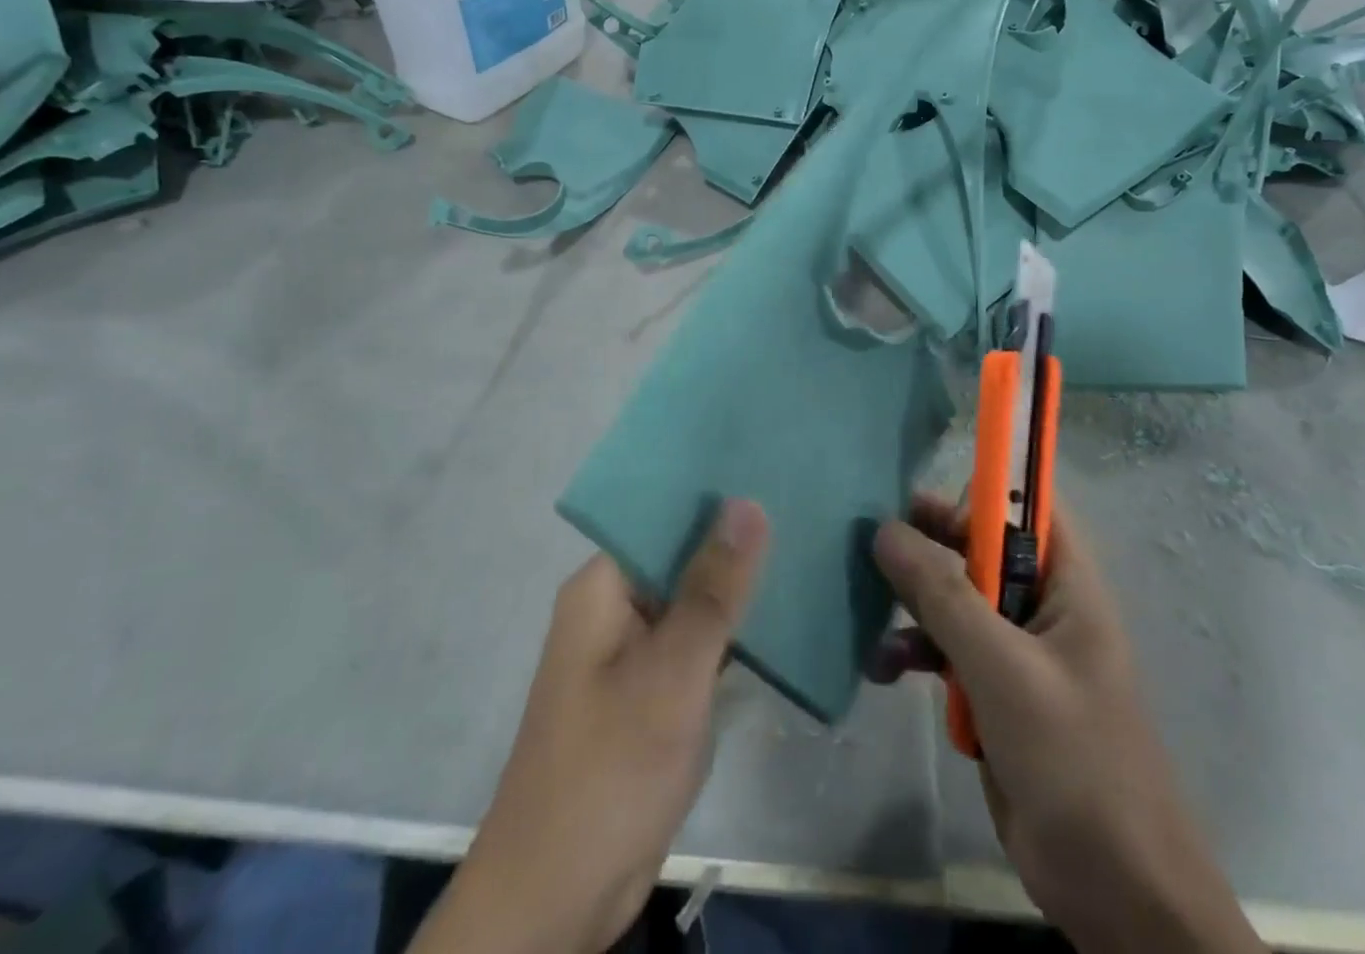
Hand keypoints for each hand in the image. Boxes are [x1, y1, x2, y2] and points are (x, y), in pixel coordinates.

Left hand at [412, 500, 769, 953]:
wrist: (558, 898)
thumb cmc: (611, 768)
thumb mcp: (672, 672)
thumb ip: (713, 588)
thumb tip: (746, 502)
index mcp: (602, 586)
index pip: (661, 513)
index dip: (714, 492)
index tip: (769, 467)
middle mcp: (613, 609)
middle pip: (679, 555)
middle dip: (735, 538)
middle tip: (804, 504)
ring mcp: (631, 654)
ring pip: (691, 601)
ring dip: (737, 586)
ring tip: (806, 545)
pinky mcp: (650, 693)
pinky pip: (695, 644)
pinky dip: (731, 632)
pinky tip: (784, 615)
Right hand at [872, 497, 1263, 953]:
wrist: (1118, 895)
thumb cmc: (1075, 762)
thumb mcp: (1003, 669)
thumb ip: (943, 595)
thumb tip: (885, 530)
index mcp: (1066, 585)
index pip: (1027, 507)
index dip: (980, 489)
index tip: (921, 495)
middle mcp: (1042, 606)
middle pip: (980, 548)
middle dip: (929, 543)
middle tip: (875, 538)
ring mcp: (1017, 653)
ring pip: (956, 599)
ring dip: (912, 604)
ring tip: (867, 608)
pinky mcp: (994, 695)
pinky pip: (947, 651)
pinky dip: (915, 652)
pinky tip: (882, 669)